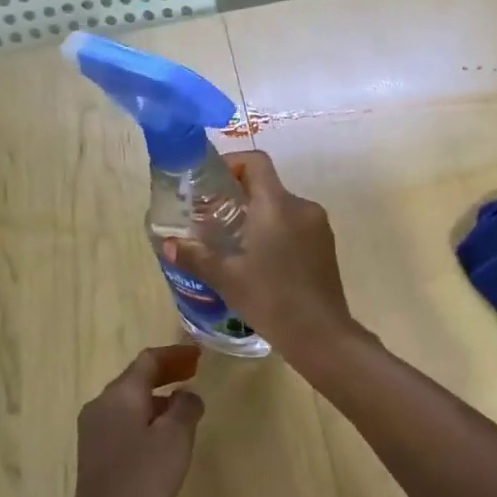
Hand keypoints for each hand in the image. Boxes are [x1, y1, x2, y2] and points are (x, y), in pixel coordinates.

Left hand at [71, 345, 204, 496]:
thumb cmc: (145, 479)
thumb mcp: (176, 437)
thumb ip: (186, 406)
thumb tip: (186, 394)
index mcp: (119, 394)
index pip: (149, 360)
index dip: (176, 354)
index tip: (199, 355)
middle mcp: (100, 405)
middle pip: (136, 378)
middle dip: (167, 373)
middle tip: (195, 373)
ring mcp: (93, 431)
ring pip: (129, 401)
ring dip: (157, 397)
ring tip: (184, 405)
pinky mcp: (94, 454)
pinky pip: (123, 422)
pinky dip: (146, 417)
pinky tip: (163, 435)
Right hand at [166, 151, 358, 353]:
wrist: (321, 334)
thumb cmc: (271, 299)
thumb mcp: (227, 278)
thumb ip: (197, 256)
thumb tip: (169, 245)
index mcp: (277, 205)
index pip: (256, 162)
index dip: (232, 163)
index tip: (211, 183)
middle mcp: (302, 207)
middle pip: (267, 186)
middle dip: (238, 197)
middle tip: (212, 219)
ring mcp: (318, 226)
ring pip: (281, 208)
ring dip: (257, 216)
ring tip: (233, 243)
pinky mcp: (326, 245)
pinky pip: (296, 225)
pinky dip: (275, 231)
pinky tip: (260, 260)